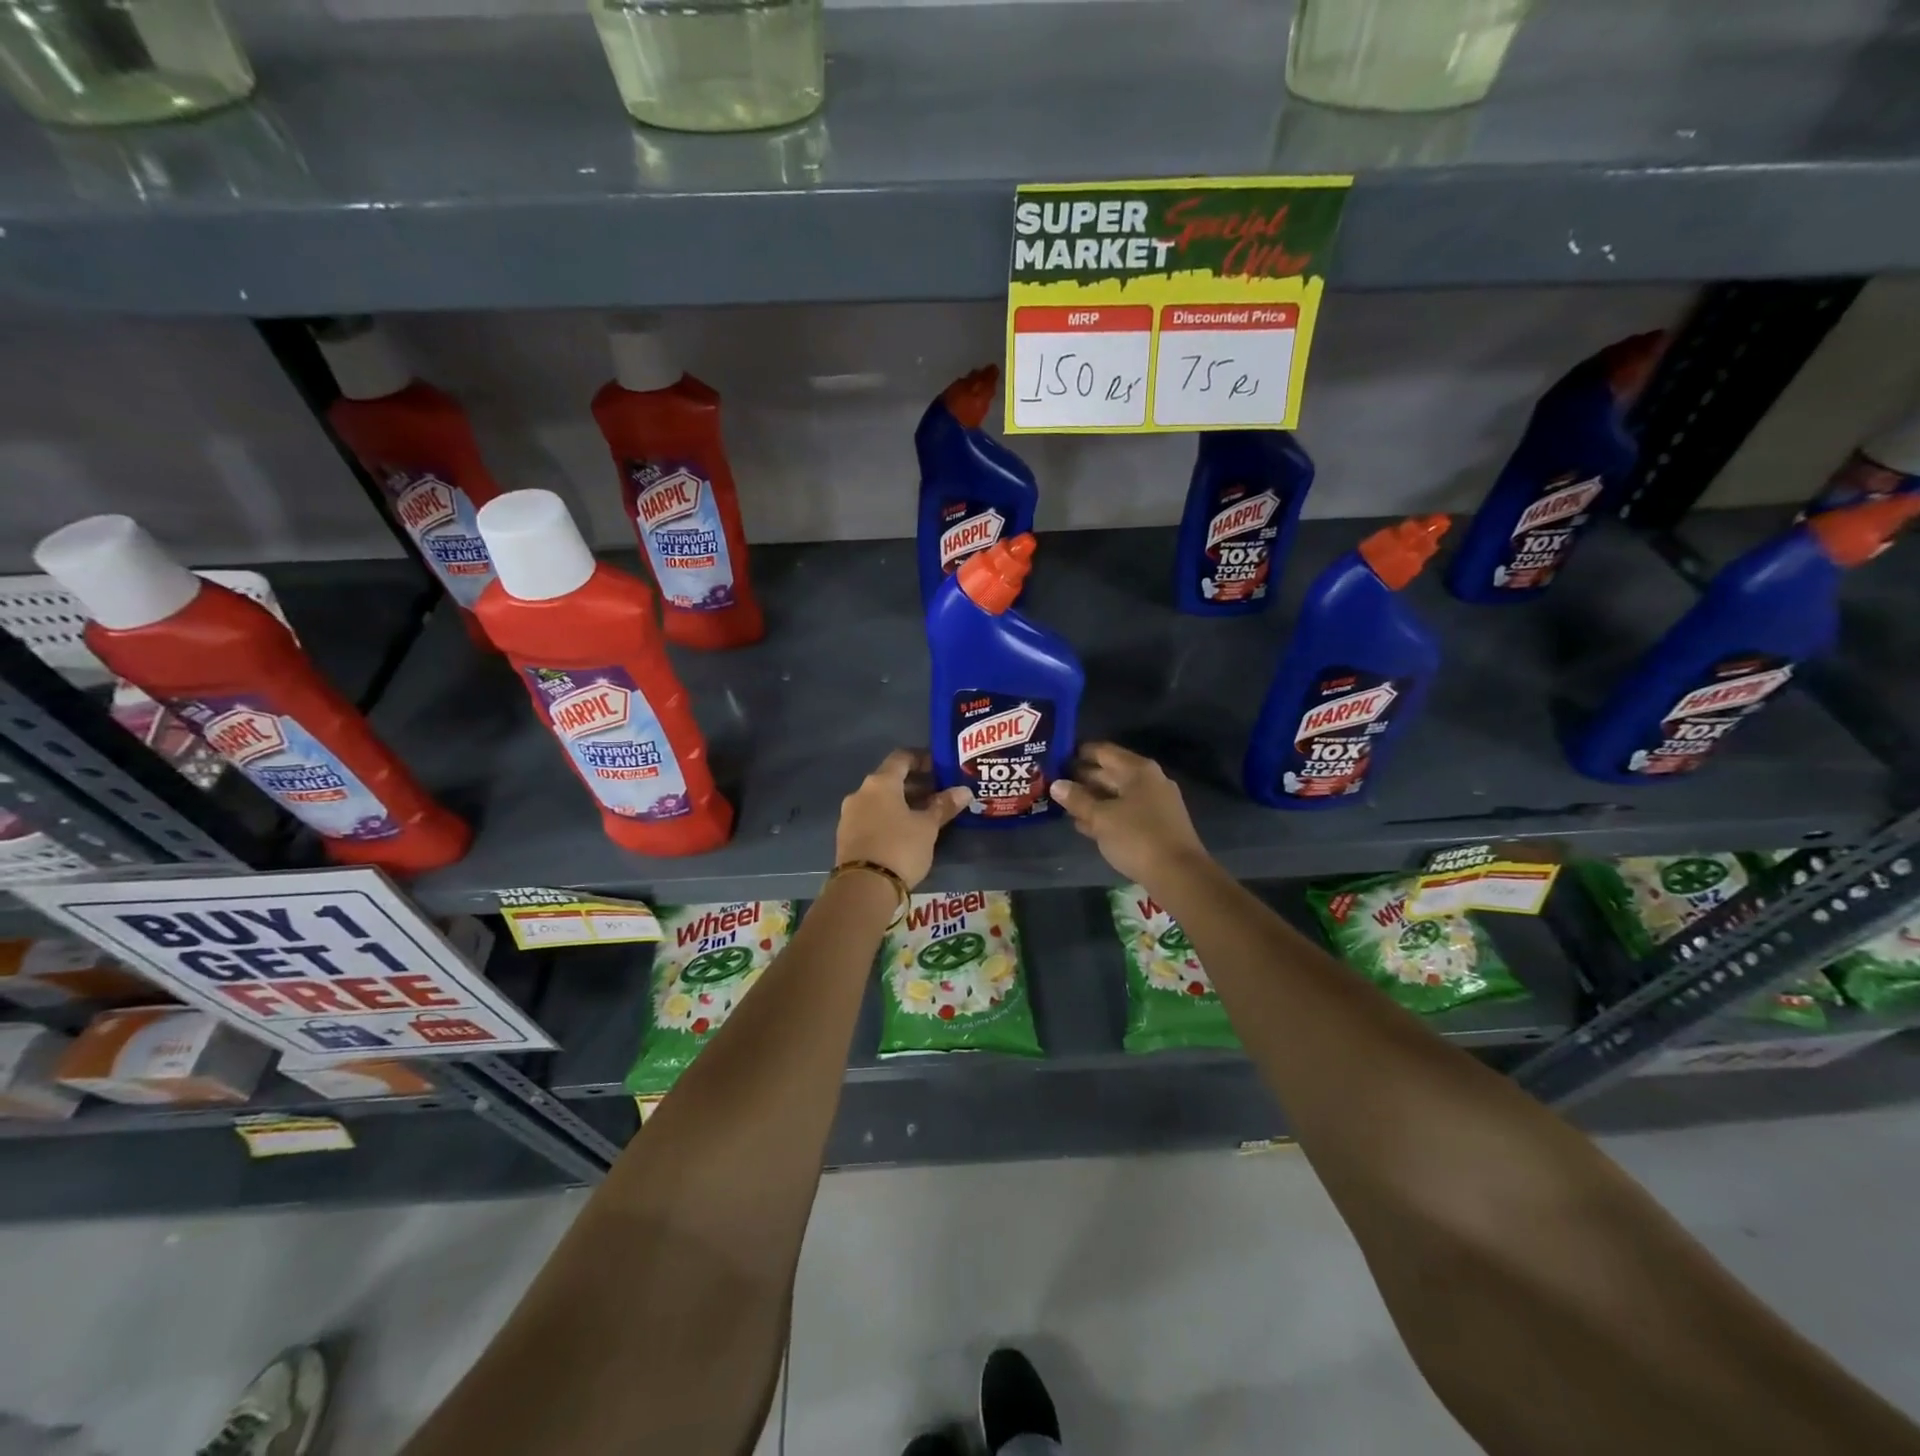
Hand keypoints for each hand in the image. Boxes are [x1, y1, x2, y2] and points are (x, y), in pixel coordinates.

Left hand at [836, 749, 971, 887]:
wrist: (863, 888)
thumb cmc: (900, 848)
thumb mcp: (927, 827)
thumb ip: (944, 806)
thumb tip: (964, 791)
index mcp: (880, 783)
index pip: (902, 757)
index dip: (922, 759)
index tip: (940, 767)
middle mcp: (860, 792)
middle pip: (890, 779)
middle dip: (915, 784)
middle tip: (939, 794)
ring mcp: (849, 814)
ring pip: (880, 800)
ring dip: (902, 803)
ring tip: (925, 815)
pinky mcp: (846, 836)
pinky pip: (871, 817)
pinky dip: (888, 817)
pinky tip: (905, 832)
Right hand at [1050, 742, 1209, 886]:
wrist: (1178, 875)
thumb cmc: (1137, 837)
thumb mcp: (1100, 818)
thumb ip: (1077, 799)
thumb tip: (1056, 784)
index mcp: (1137, 770)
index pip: (1103, 751)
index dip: (1078, 753)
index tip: (1056, 758)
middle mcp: (1149, 780)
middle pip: (1110, 772)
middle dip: (1082, 778)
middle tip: (1054, 783)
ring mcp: (1155, 803)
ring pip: (1116, 794)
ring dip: (1092, 799)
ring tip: (1063, 805)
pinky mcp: (1155, 825)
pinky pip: (1125, 812)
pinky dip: (1106, 815)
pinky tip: (1084, 825)